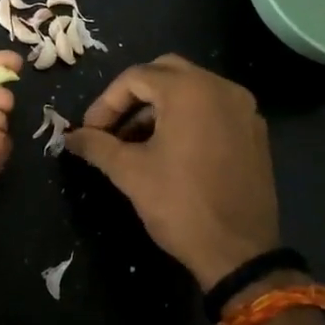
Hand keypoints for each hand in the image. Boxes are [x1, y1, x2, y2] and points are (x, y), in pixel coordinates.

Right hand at [64, 54, 279, 290]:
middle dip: (133, 97)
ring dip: (159, 107)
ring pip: (191, 89)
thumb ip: (96, 145)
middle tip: (111, 127)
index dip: (106, 103)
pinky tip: (170, 150)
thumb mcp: (129, 173)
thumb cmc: (180, 205)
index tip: (90, 132)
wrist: (239, 253)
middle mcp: (221, 88)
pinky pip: (213, 108)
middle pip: (165, 72)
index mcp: (190, 90)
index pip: (136, 77)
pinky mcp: (254, 132)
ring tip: (135, 142)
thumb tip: (70, 137)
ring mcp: (243, 109)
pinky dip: (187, 117)